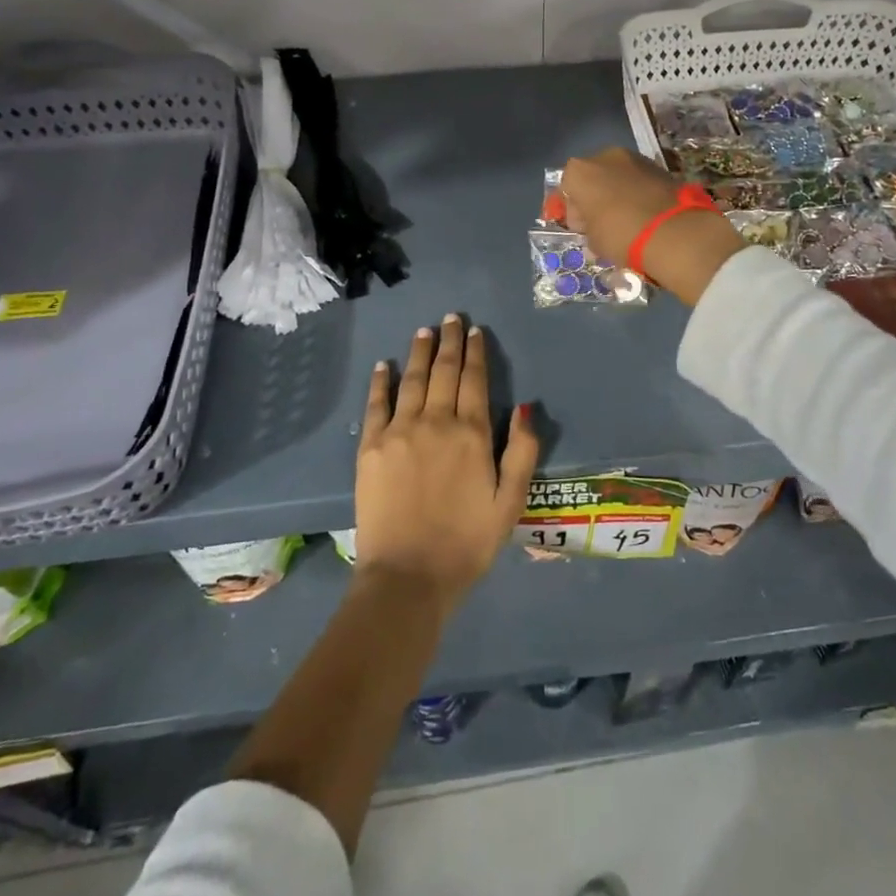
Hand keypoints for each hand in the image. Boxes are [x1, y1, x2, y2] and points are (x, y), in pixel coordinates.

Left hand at [355, 315, 539, 616]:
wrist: (408, 577)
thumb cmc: (466, 543)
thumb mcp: (510, 503)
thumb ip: (522, 452)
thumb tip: (525, 406)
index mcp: (472, 434)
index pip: (475, 380)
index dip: (475, 352)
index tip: (474, 331)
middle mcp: (436, 421)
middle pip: (444, 371)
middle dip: (449, 341)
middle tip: (450, 318)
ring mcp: (400, 431)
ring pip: (412, 379)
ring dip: (419, 352)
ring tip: (424, 330)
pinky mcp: (371, 447)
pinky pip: (376, 404)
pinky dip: (381, 381)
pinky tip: (384, 365)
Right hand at [559, 148, 745, 305]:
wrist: (674, 231)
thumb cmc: (621, 234)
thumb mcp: (593, 241)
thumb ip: (588, 229)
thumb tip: (595, 228)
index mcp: (579, 171)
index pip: (566, 189)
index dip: (573, 211)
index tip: (582, 229)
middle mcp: (604, 156)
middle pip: (593, 176)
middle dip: (596, 197)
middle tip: (602, 224)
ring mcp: (635, 158)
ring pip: (618, 176)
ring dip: (618, 193)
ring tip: (627, 219)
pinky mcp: (660, 166)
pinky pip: (639, 180)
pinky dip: (638, 193)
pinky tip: (645, 214)